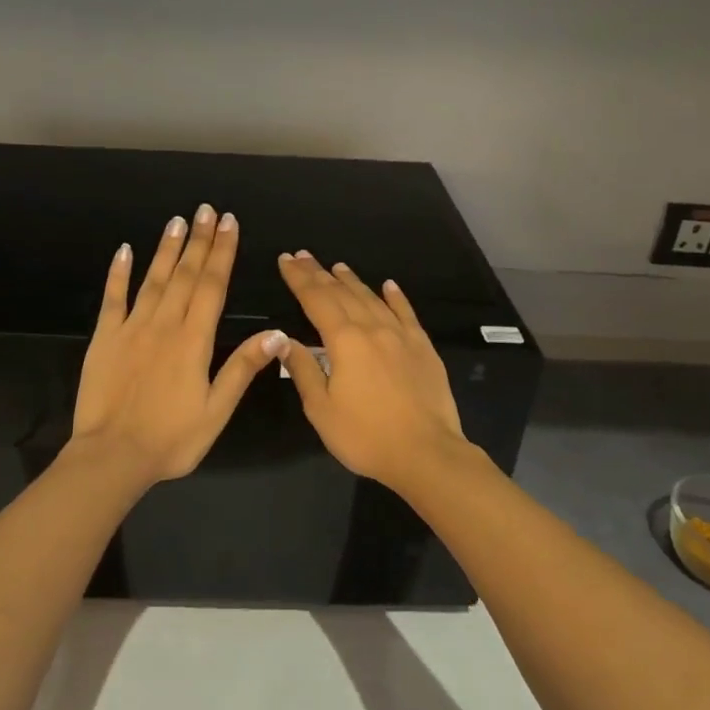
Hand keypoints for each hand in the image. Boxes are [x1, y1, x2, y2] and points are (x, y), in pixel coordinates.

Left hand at [71, 205, 284, 485]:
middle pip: (185, 274)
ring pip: (152, 279)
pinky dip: (119, 272)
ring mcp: (131, 328)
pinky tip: (125, 250)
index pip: (212, 285)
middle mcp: (164, 325)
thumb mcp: (216, 411)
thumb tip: (276, 334)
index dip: (222, 252)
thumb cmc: (171, 439)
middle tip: (207, 210)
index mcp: (194, 340)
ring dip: (166, 248)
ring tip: (178, 220)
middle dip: (199, 240)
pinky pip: (112, 298)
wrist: (112, 456)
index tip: (229, 223)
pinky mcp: (103, 338)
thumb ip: (242, 368)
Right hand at [274, 252, 474, 492]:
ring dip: (353, 280)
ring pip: (373, 299)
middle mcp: (373, 329)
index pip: (316, 300)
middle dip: (320, 273)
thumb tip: (283, 340)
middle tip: (303, 255)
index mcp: (344, 341)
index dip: (299, 279)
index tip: (285, 260)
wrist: (426, 453)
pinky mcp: (423, 348)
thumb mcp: (321, 409)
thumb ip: (303, 370)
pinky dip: (396, 297)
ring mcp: (402, 336)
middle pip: (342, 293)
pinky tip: (389, 285)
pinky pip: (407, 314)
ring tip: (337, 266)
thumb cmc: (366, 435)